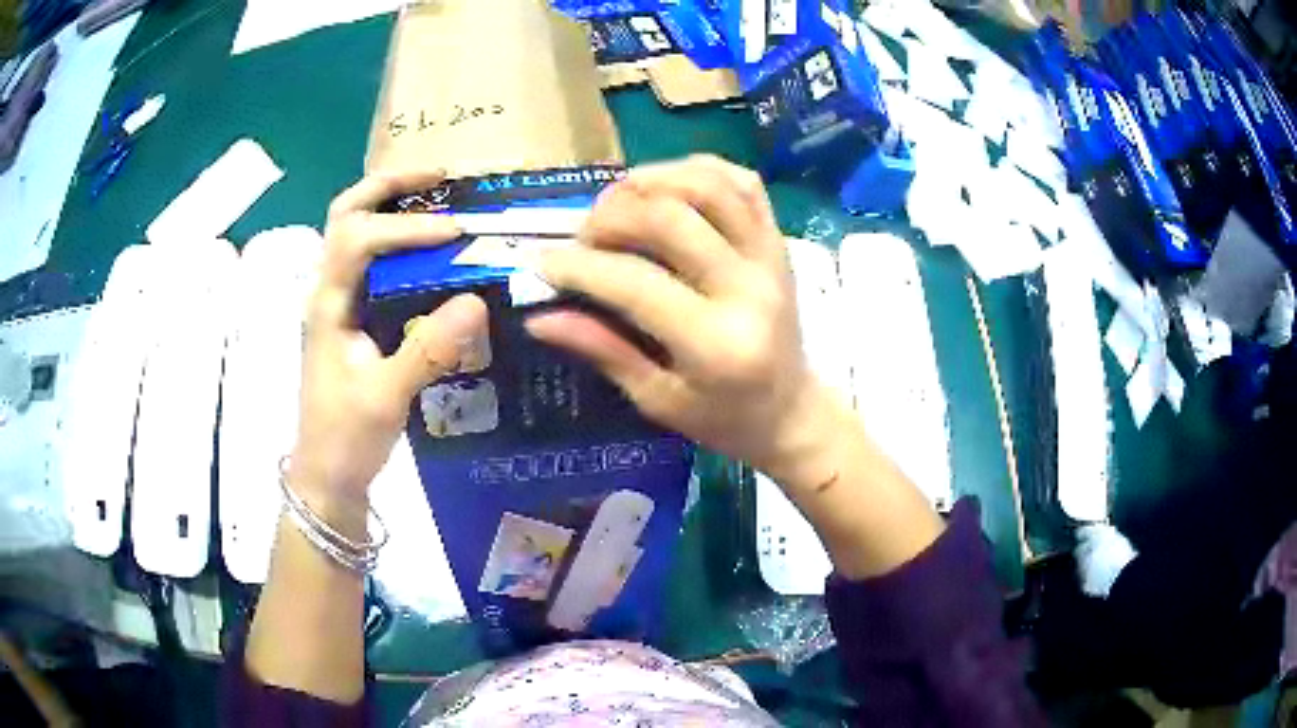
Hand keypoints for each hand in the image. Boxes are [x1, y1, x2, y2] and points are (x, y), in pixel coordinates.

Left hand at [291, 170, 488, 522]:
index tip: (457, 233)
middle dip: (389, 185)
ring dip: (391, 204)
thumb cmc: (345, 439)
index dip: (406, 226)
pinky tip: (432, 248)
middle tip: (439, 176)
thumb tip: (476, 299)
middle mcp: (328, 291)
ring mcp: (338, 303)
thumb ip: (428, 350)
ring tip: (439, 196)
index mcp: (328, 305)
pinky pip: (371, 261)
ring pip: (354, 231)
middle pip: (345, 214)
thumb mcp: (387, 398)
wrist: (326, 475)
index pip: (358, 238)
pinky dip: (398, 239)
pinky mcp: (352, 318)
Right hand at [525, 156, 826, 483]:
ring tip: (619, 203)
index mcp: (716, 343)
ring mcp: (770, 256)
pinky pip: (742, 183)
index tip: (544, 264)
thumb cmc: (724, 418)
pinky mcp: (778, 240)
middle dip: (610, 218)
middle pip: (669, 218)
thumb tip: (538, 317)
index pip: (635, 283)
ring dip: (651, 181)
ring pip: (708, 185)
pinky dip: (698, 171)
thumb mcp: (657, 400)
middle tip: (584, 238)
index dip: (579, 267)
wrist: (792, 411)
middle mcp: (748, 288)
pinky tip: (666, 187)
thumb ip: (602, 350)